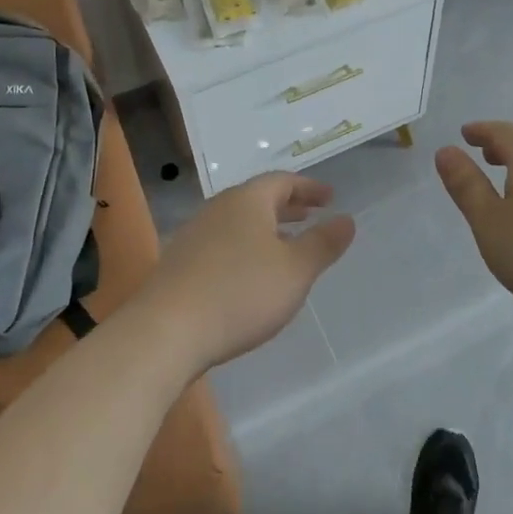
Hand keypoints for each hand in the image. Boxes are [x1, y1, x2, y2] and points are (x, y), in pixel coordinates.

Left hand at [133, 172, 355, 374]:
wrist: (165, 332)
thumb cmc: (240, 293)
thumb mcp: (295, 270)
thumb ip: (323, 244)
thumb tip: (346, 220)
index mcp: (247, 200)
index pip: (283, 181)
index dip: (309, 188)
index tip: (330, 198)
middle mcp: (218, 209)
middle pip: (258, 198)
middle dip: (288, 206)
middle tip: (311, 215)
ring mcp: (194, 235)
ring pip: (238, 222)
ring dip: (265, 228)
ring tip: (284, 245)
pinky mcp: (179, 264)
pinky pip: (222, 243)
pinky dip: (244, 248)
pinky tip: (249, 274)